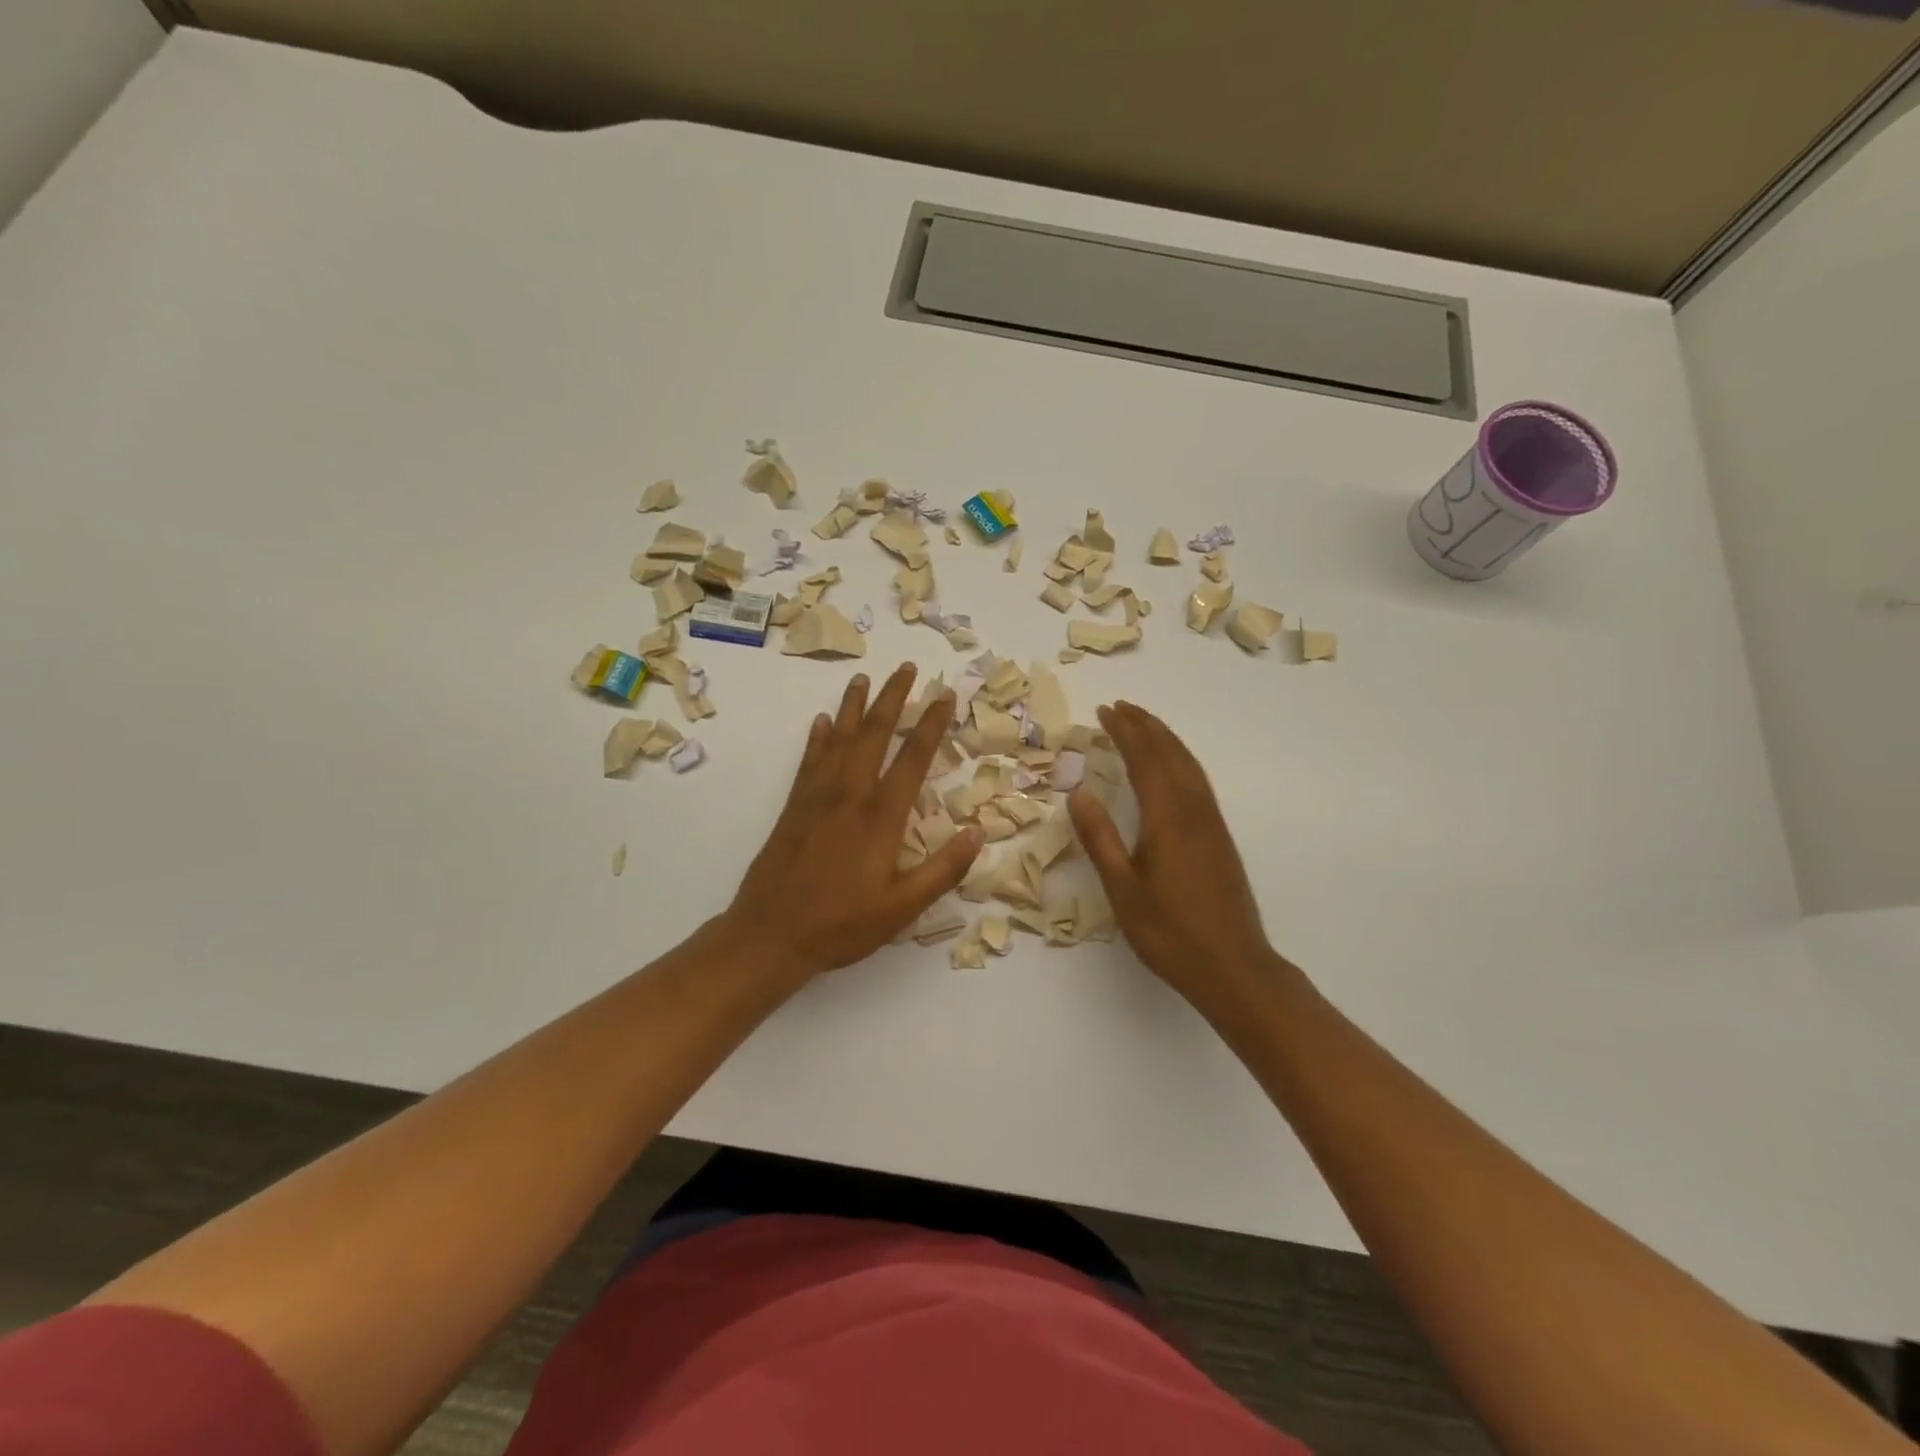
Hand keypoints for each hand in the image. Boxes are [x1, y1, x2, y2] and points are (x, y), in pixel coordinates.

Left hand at [723, 663, 981, 980]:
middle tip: (906, 668)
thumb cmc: (841, 925)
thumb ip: (943, 870)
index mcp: (880, 817)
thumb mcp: (902, 908)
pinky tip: (822, 721)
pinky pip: (809, 760)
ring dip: (854, 706)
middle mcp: (849, 795)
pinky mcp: (794, 807)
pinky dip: (818, 737)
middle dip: (893, 698)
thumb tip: (978, 831)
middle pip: (874, 734)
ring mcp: (817, 798)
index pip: (913, 758)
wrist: (769, 935)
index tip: (944, 695)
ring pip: (839, 739)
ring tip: (863, 678)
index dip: (931, 724)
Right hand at [1067, 701, 1285, 1007]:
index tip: (1105, 711)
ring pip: (1189, 766)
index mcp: (1168, 819)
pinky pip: (1198, 782)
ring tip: (1144, 725)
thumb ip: (1100, 839)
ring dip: (1166, 739)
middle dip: (1146, 727)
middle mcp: (1194, 812)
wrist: (1234, 968)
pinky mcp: (1220, 838)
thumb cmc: (1170, 933)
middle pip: (1171, 754)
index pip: (1145, 760)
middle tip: (1121, 707)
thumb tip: (1078, 792)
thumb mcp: (1123, 890)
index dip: (1125, 732)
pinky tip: (1172, 769)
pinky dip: (1180, 760)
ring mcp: (1212, 824)